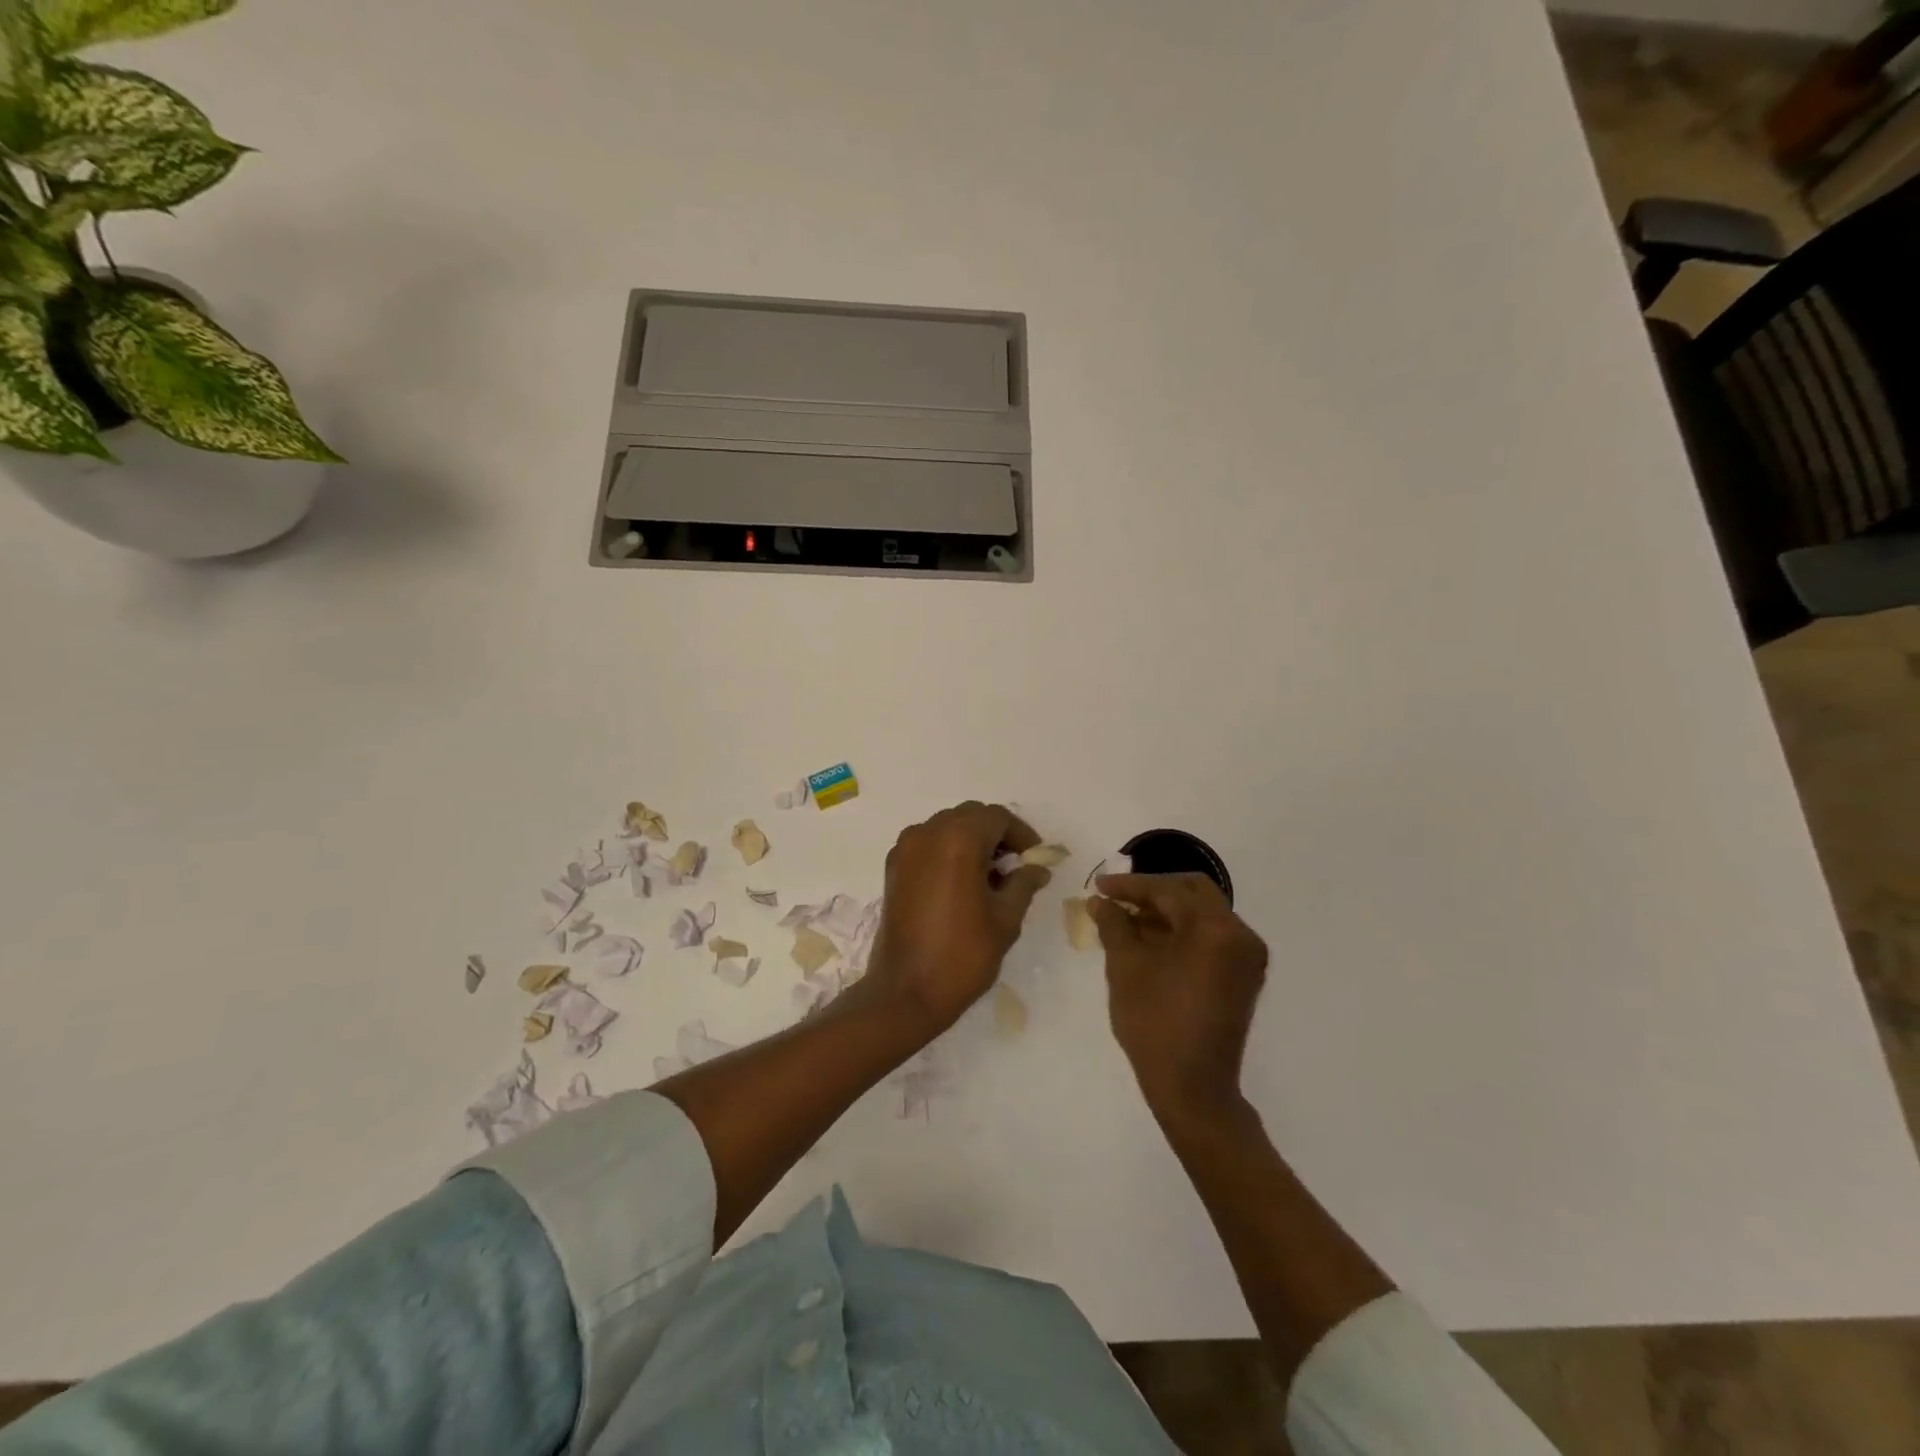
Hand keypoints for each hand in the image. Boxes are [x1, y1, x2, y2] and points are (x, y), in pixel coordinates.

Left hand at [865, 802, 1050, 1036]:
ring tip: (990, 876)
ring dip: (971, 841)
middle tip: (1016, 865)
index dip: (1021, 834)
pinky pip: (927, 843)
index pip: (997, 817)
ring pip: (947, 827)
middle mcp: (928, 833)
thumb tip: (1037, 869)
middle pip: (970, 816)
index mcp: (958, 840)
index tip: (1035, 858)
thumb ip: (1023, 884)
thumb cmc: (962, 955)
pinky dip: (947, 851)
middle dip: (996, 834)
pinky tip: (961, 883)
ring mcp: (906, 849)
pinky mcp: (893, 867)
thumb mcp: (1005, 920)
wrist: (905, 991)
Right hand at [1091, 873, 1269, 1124]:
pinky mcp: (1243, 976)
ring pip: (1203, 914)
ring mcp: (1246, 957)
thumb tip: (1099, 901)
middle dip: (1152, 892)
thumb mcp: (1125, 967)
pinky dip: (1182, 932)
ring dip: (1166, 911)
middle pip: (1193, 893)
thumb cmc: (1155, 1024)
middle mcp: (1240, 935)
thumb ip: (1113, 925)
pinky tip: (1150, 941)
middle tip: (1117, 899)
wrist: (1193, 1089)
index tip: (1099, 886)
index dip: (1130, 886)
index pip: (1168, 890)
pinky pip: (1211, 937)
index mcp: (1215, 929)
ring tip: (1126, 920)